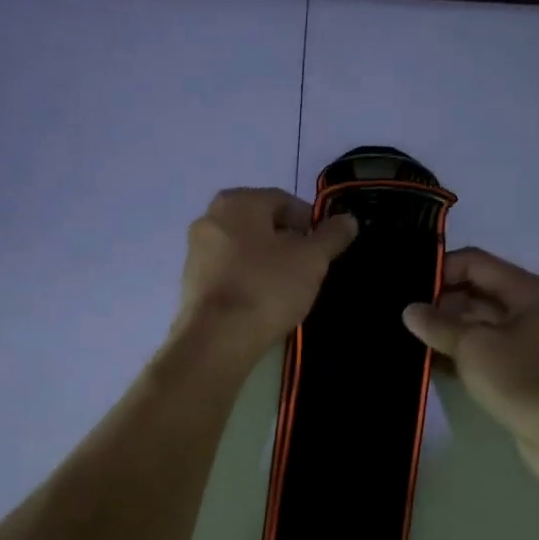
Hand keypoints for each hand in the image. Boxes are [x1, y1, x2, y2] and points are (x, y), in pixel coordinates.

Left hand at [175, 188, 357, 364]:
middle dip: (288, 242)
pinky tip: (262, 300)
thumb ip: (331, 236)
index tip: (325, 247)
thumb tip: (348, 220)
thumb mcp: (311, 260)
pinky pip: (228, 270)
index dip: (311, 222)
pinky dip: (247, 278)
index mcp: (237, 201)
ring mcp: (195, 250)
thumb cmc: (266, 287)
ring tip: (288, 287)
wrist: (217, 338)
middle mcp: (210, 217)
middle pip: (261, 224)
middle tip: (309, 267)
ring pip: (243, 248)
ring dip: (267, 261)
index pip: (284, 201)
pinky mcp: (190, 280)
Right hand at [403, 248, 538, 485]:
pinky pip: (486, 355)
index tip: (407, 287)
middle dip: (440, 304)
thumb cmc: (525, 380)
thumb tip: (410, 310)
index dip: (440, 270)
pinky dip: (460, 357)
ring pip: (480, 328)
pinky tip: (428, 366)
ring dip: (446, 333)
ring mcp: (531, 345)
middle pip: (477, 295)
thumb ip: (438, 325)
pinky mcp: (525, 375)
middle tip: (400, 317)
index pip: (476, 264)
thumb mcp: (474, 347)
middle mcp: (534, 311)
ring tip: (406, 340)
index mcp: (530, 292)